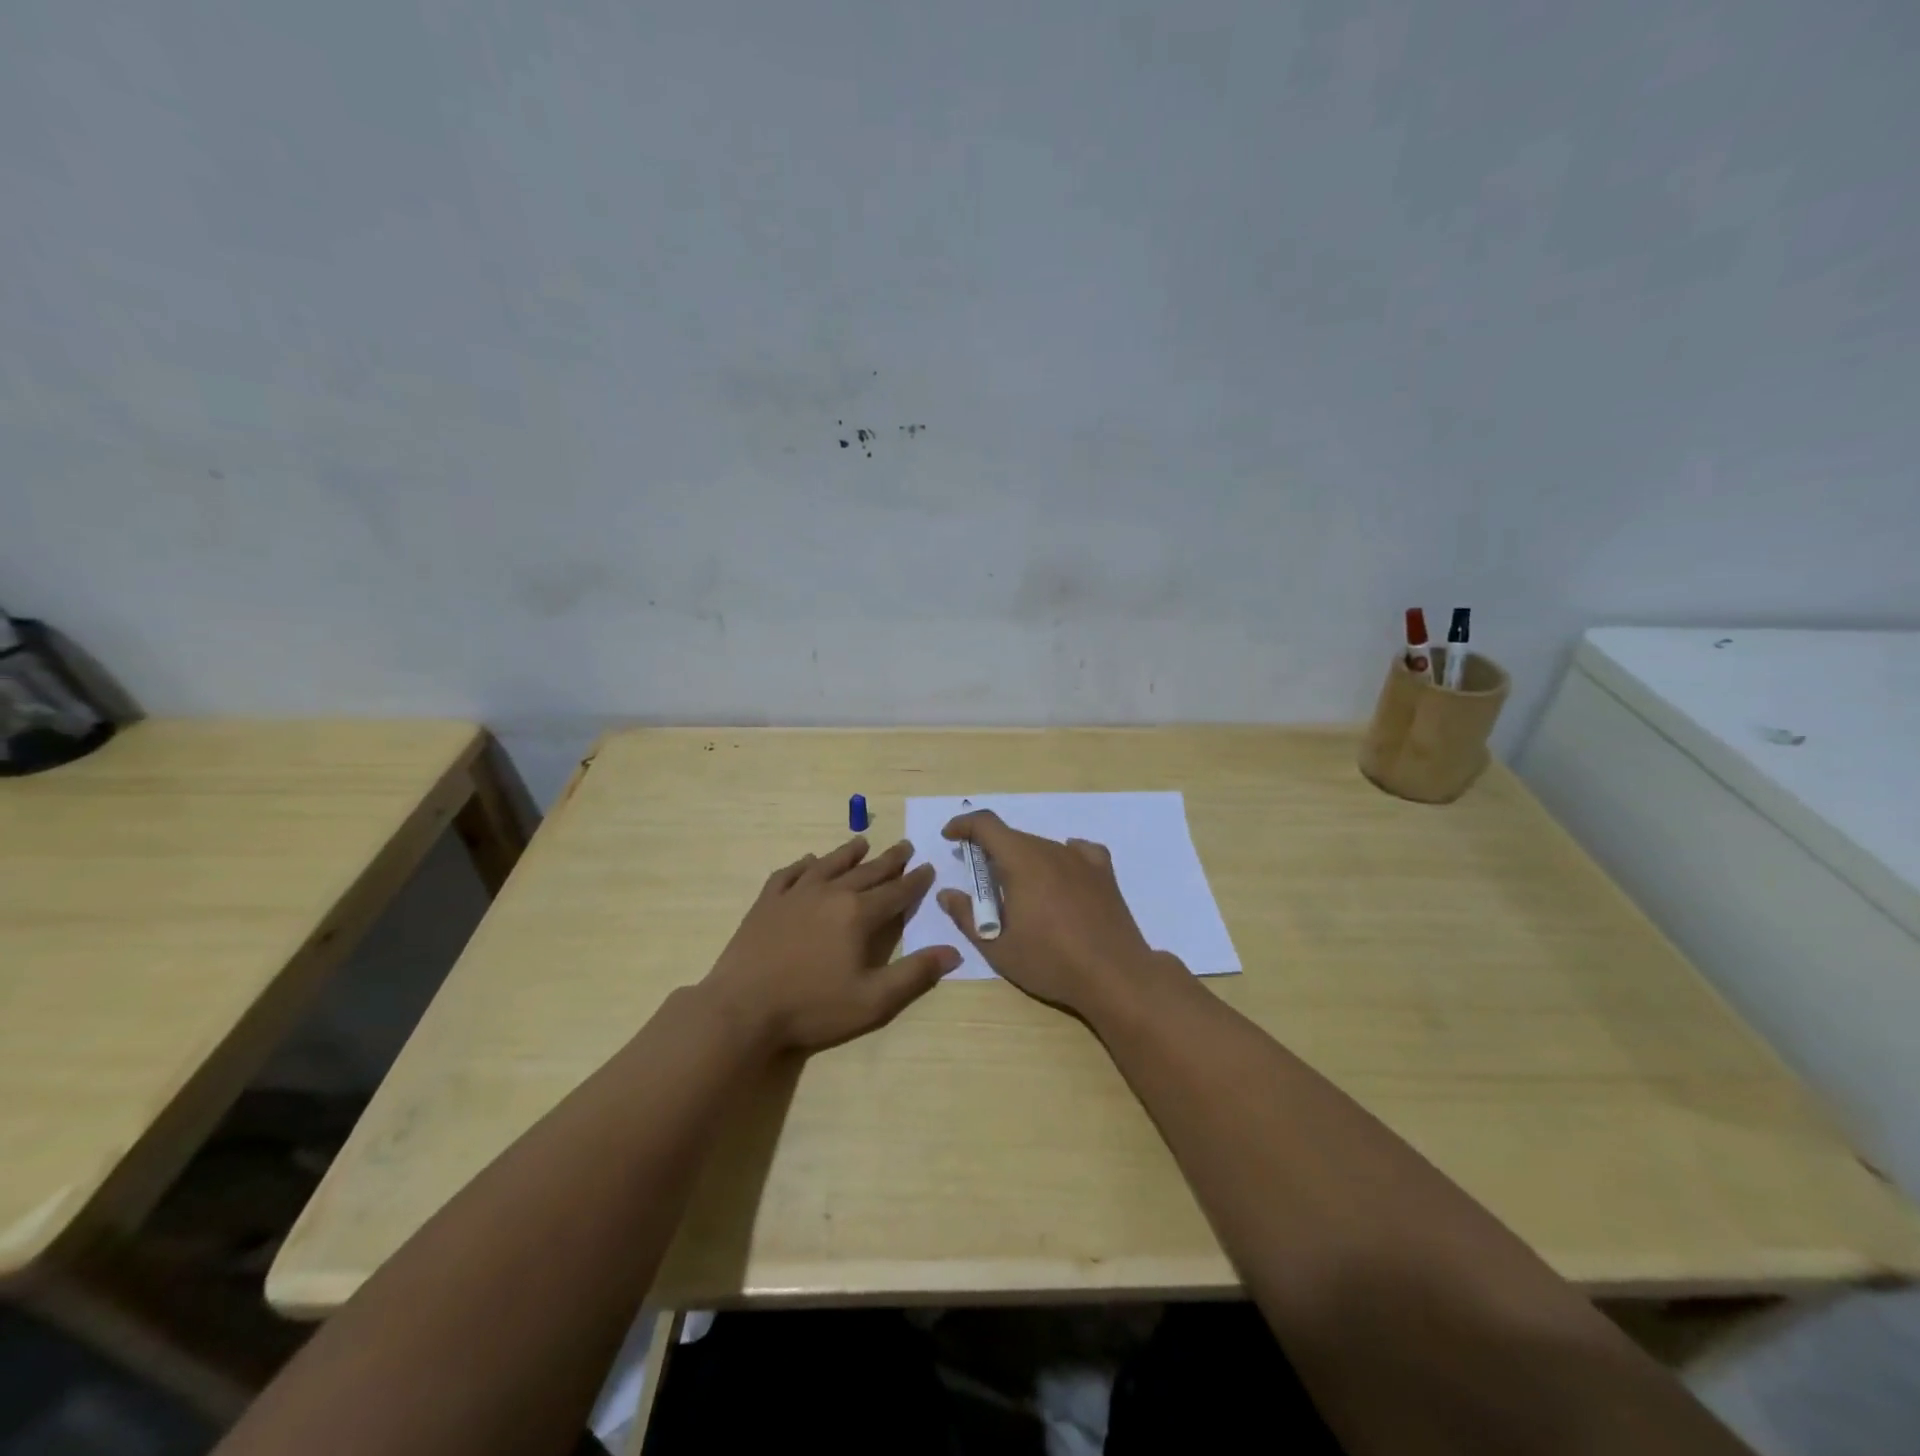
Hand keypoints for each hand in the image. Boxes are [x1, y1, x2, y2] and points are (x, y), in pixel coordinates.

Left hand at [701, 836, 959, 1052]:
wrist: (742, 1009)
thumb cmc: (812, 1007)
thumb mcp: (873, 1000)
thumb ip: (915, 974)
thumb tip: (954, 952)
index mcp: (858, 914)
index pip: (896, 891)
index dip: (915, 881)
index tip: (928, 868)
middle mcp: (830, 893)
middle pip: (867, 871)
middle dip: (889, 860)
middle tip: (905, 846)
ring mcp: (795, 894)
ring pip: (829, 864)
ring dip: (848, 853)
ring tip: (861, 842)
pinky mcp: (767, 902)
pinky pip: (789, 873)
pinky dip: (803, 864)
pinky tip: (808, 861)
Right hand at [936, 810, 1185, 1019]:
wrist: (1115, 975)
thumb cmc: (1050, 962)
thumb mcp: (998, 948)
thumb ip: (966, 917)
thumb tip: (947, 894)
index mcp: (1021, 861)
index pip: (986, 825)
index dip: (964, 825)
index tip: (950, 838)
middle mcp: (1051, 850)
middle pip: (1014, 838)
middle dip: (991, 852)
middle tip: (982, 885)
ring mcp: (1081, 860)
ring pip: (1043, 847)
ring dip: (1023, 860)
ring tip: (1021, 894)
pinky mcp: (1104, 874)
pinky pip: (1078, 852)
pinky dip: (1061, 858)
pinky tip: (1061, 875)